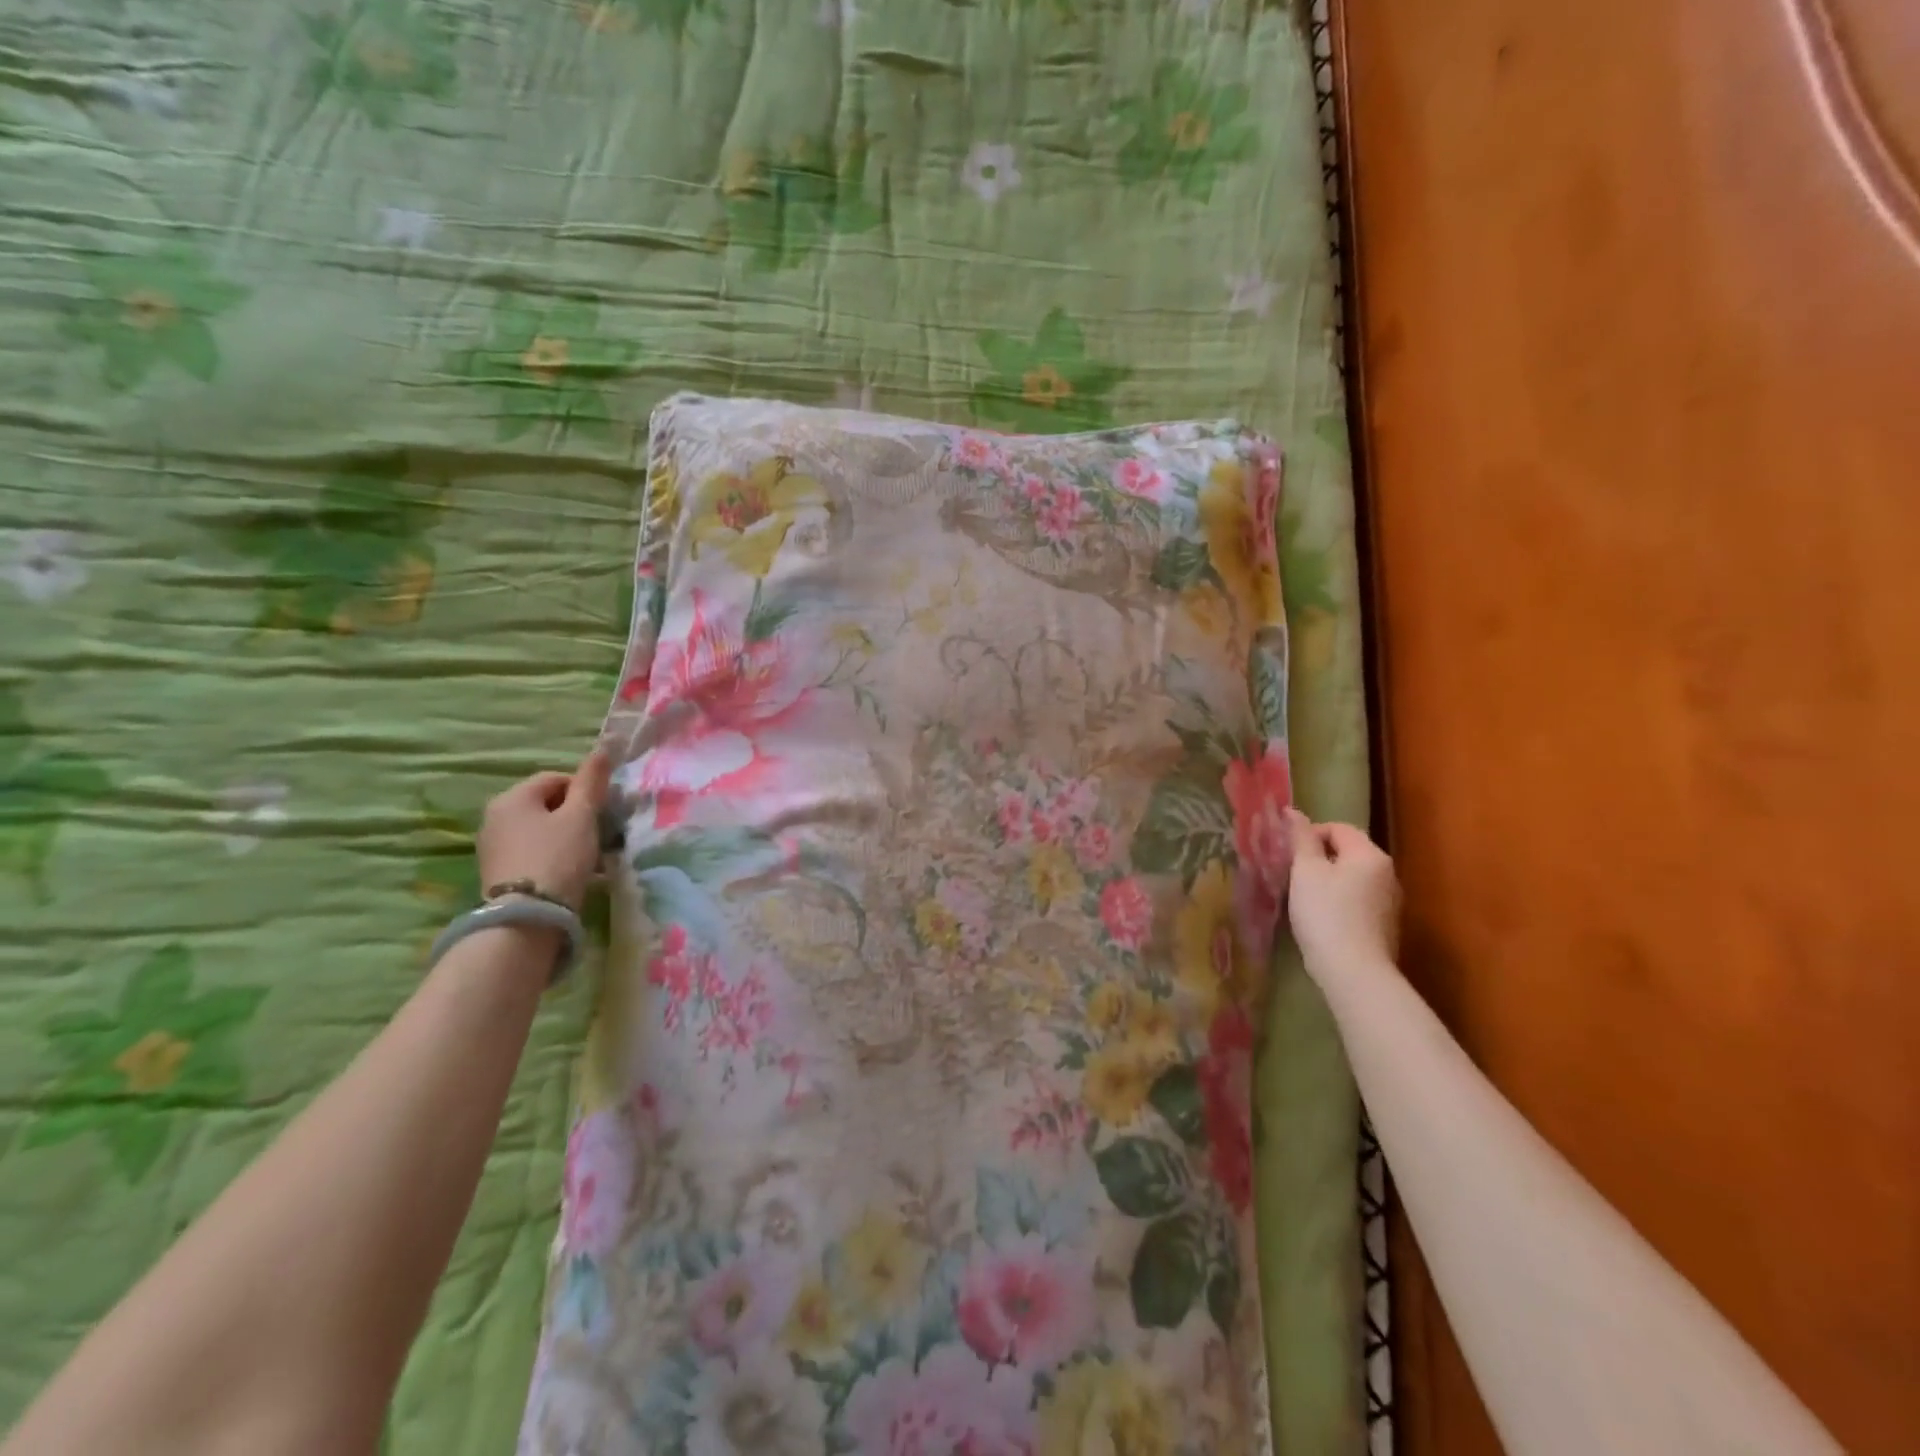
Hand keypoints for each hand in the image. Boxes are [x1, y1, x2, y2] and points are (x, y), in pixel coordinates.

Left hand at [477, 748, 613, 910]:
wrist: (526, 919)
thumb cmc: (558, 858)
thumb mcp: (582, 816)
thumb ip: (592, 781)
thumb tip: (603, 746)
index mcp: (512, 797)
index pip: (556, 779)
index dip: (585, 792)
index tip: (602, 814)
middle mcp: (494, 816)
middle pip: (546, 804)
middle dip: (574, 816)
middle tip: (597, 836)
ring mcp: (491, 847)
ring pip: (539, 830)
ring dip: (565, 838)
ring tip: (586, 858)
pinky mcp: (496, 873)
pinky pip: (531, 853)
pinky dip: (551, 857)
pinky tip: (568, 874)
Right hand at [1286, 809, 1400, 975]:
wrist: (1353, 971)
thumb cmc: (1326, 913)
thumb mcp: (1305, 871)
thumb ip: (1301, 839)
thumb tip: (1293, 812)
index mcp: (1370, 855)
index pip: (1338, 828)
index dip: (1309, 834)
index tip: (1288, 854)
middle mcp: (1387, 874)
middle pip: (1347, 853)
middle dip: (1318, 859)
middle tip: (1292, 874)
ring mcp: (1389, 902)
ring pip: (1352, 878)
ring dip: (1327, 881)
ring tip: (1303, 898)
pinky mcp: (1384, 926)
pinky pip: (1357, 901)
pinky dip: (1338, 902)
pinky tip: (1322, 920)